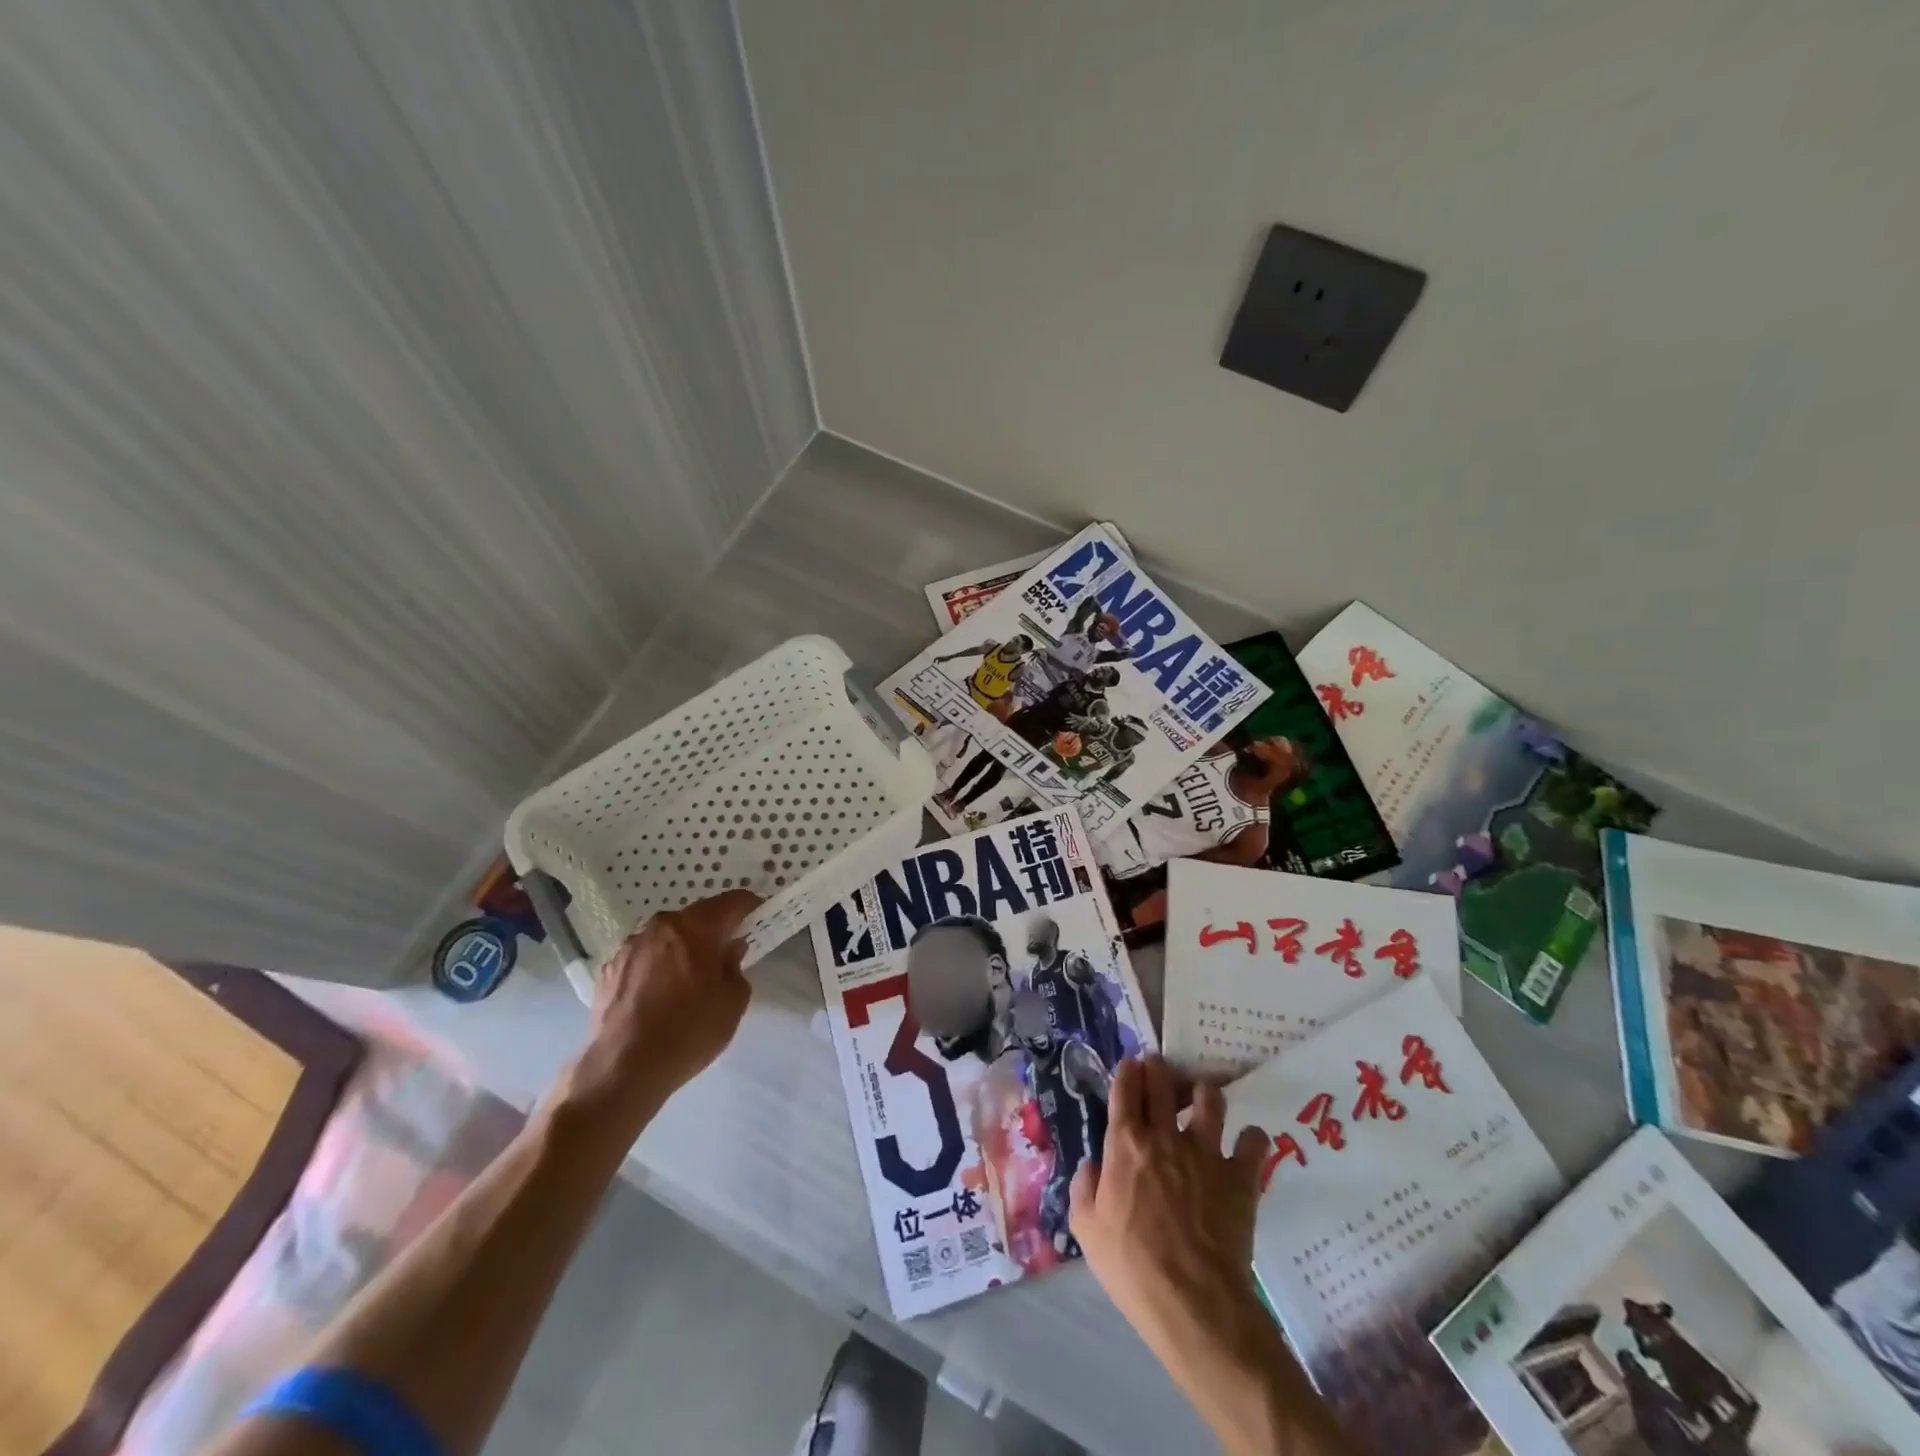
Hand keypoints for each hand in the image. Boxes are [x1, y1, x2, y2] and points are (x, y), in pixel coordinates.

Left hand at [570, 890, 760, 1115]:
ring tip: (686, 980)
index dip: (748, 906)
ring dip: (680, 949)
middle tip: (724, 954)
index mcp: (695, 928)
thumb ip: (736, 967)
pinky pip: (642, 958)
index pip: (731, 902)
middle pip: (695, 918)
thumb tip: (730, 950)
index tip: (758, 916)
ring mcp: (629, 947)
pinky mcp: (608, 970)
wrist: (623, 1069)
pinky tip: (657, 996)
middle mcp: (660, 927)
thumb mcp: (732, 1003)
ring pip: (665, 938)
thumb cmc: (689, 1031)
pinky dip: (655, 968)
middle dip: (712, 930)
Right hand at [1070, 1056, 1269, 1366]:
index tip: (1130, 1069)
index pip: (1125, 1086)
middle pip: (1163, 1079)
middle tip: (1160, 1074)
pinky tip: (1245, 1146)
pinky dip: (1250, 1140)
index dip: (1128, 1071)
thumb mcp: (1086, 1229)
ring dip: (1204, 1095)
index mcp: (1125, 1143)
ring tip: (1202, 1105)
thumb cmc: (1132, 1267)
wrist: (1193, 1303)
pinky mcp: (1240, 1176)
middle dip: (1159, 1068)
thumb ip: (1083, 1187)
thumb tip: (1092, 1163)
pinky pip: (1253, 1141)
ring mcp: (1206, 1152)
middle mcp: (1164, 1135)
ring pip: (1210, 1098)